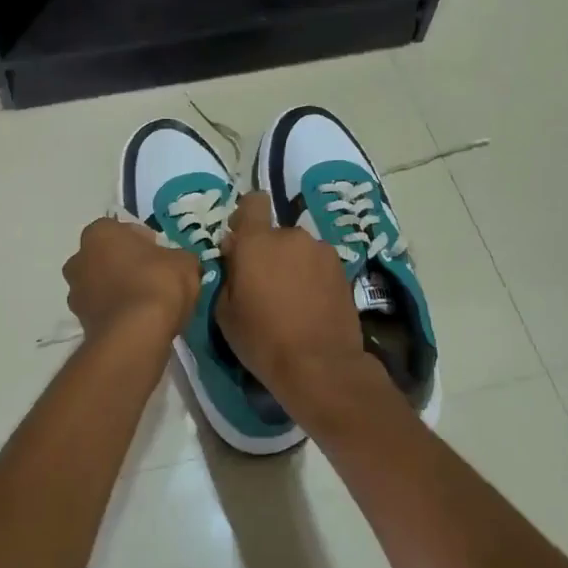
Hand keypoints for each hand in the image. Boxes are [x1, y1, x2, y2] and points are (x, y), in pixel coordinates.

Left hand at [64, 218, 200, 344]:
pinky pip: (103, 310)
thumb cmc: (157, 284)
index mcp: (100, 233)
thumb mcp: (185, 262)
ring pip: (102, 285)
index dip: (146, 243)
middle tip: (154, 279)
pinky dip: (117, 314)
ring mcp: (75, 292)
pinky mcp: (80, 322)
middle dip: (127, 266)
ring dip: (119, 291)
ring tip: (147, 305)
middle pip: (107, 257)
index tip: (162, 257)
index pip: (123, 230)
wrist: (135, 335)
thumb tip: (177, 263)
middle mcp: (79, 258)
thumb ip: (178, 257)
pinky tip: (139, 323)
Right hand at [216, 192, 366, 403]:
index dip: (246, 216)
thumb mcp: (225, 311)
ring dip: (292, 264)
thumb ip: (228, 273)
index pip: (253, 202)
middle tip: (264, 285)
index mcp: (257, 241)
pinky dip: (312, 277)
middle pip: (275, 233)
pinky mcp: (342, 269)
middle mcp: (291, 236)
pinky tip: (311, 305)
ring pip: (298, 249)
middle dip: (268, 252)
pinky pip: (317, 264)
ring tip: (291, 299)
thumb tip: (235, 253)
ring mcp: (321, 251)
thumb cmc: (262, 339)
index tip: (242, 240)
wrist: (319, 365)